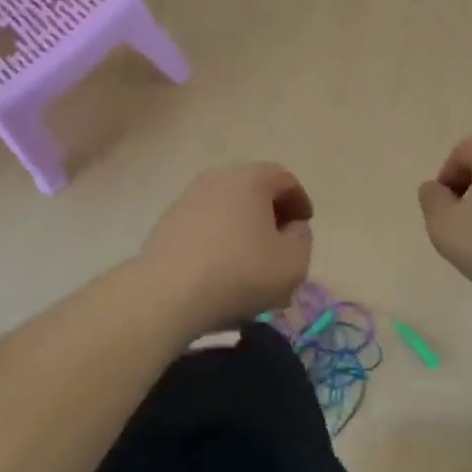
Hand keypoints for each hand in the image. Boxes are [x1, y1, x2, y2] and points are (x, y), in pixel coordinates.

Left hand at [141, 163, 314, 330]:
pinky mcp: (167, 222)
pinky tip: (222, 268)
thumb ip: (302, 238)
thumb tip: (291, 227)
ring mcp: (188, 198)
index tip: (304, 226)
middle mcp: (217, 178)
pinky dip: (219, 238)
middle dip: (270, 213)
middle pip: (253, 189)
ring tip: (251, 261)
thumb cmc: (240, 273)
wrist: (168, 293)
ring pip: (227, 207)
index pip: (284, 179)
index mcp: (250, 178)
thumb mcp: (293, 262)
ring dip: (243, 228)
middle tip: (280, 242)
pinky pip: (205, 224)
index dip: (300, 201)